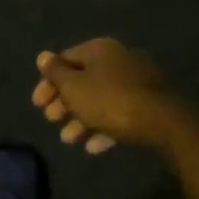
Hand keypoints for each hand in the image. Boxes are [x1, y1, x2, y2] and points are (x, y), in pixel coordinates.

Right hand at [31, 39, 172, 154]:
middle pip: (82, 81)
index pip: (64, 61)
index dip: (47, 82)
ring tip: (69, 139)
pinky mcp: (146, 104)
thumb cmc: (108, 100)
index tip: (37, 104)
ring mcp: (134, 83)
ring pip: (99, 100)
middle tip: (51, 120)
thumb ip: (56, 73)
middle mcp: (117, 61)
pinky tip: (93, 147)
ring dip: (80, 120)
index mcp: (99, 50)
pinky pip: (118, 114)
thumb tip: (43, 56)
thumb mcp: (74, 87)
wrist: (160, 121)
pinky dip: (103, 128)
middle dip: (63, 103)